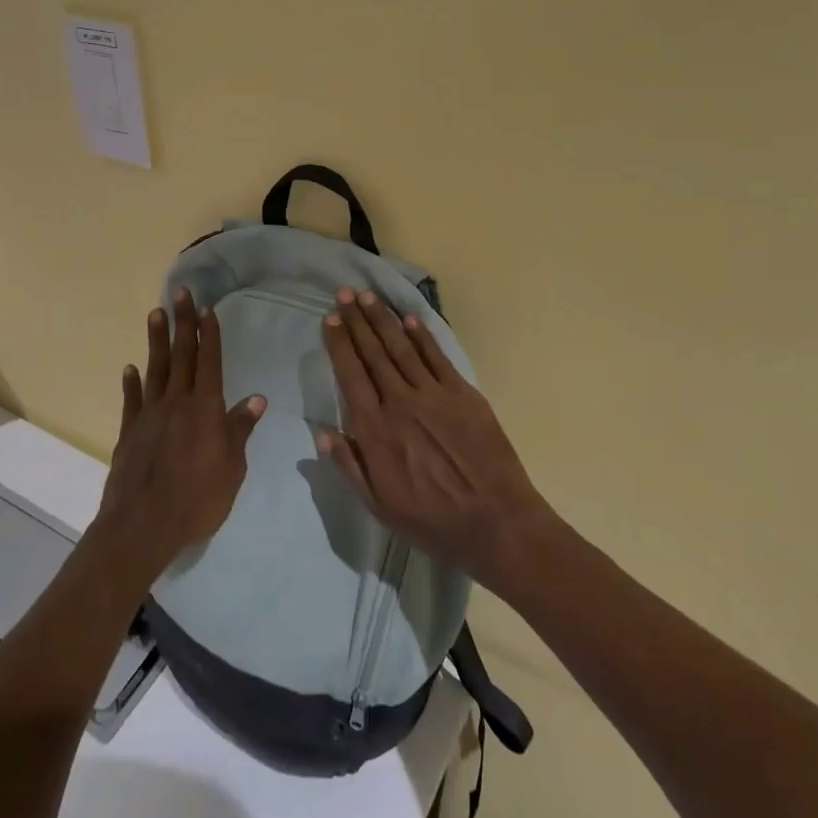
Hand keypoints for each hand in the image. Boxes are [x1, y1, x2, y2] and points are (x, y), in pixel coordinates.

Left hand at [95, 288, 266, 576]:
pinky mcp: (129, 432)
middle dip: (184, 323)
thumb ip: (240, 430)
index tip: (208, 309)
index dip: (210, 335)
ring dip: (157, 340)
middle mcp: (177, 403)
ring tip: (156, 313)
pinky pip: (132, 400)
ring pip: (155, 369)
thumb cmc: (197, 499)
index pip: (210, 362)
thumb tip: (258, 399)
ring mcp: (150, 415)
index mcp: (206, 409)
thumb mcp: (231, 468)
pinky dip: (132, 382)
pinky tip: (131, 368)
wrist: (142, 526)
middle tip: (181, 293)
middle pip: (182, 356)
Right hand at [317, 288, 551, 590]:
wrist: (496, 522)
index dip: (339, 344)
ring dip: (383, 320)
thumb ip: (349, 465)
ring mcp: (434, 394)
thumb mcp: (378, 505)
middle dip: (357, 321)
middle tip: (345, 294)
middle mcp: (400, 402)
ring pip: (402, 348)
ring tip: (368, 297)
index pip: (350, 375)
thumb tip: (321, 431)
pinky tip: (409, 319)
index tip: (331, 320)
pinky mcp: (463, 394)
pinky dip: (422, 336)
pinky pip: (437, 357)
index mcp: (375, 429)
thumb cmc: (431, 521)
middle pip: (373, 353)